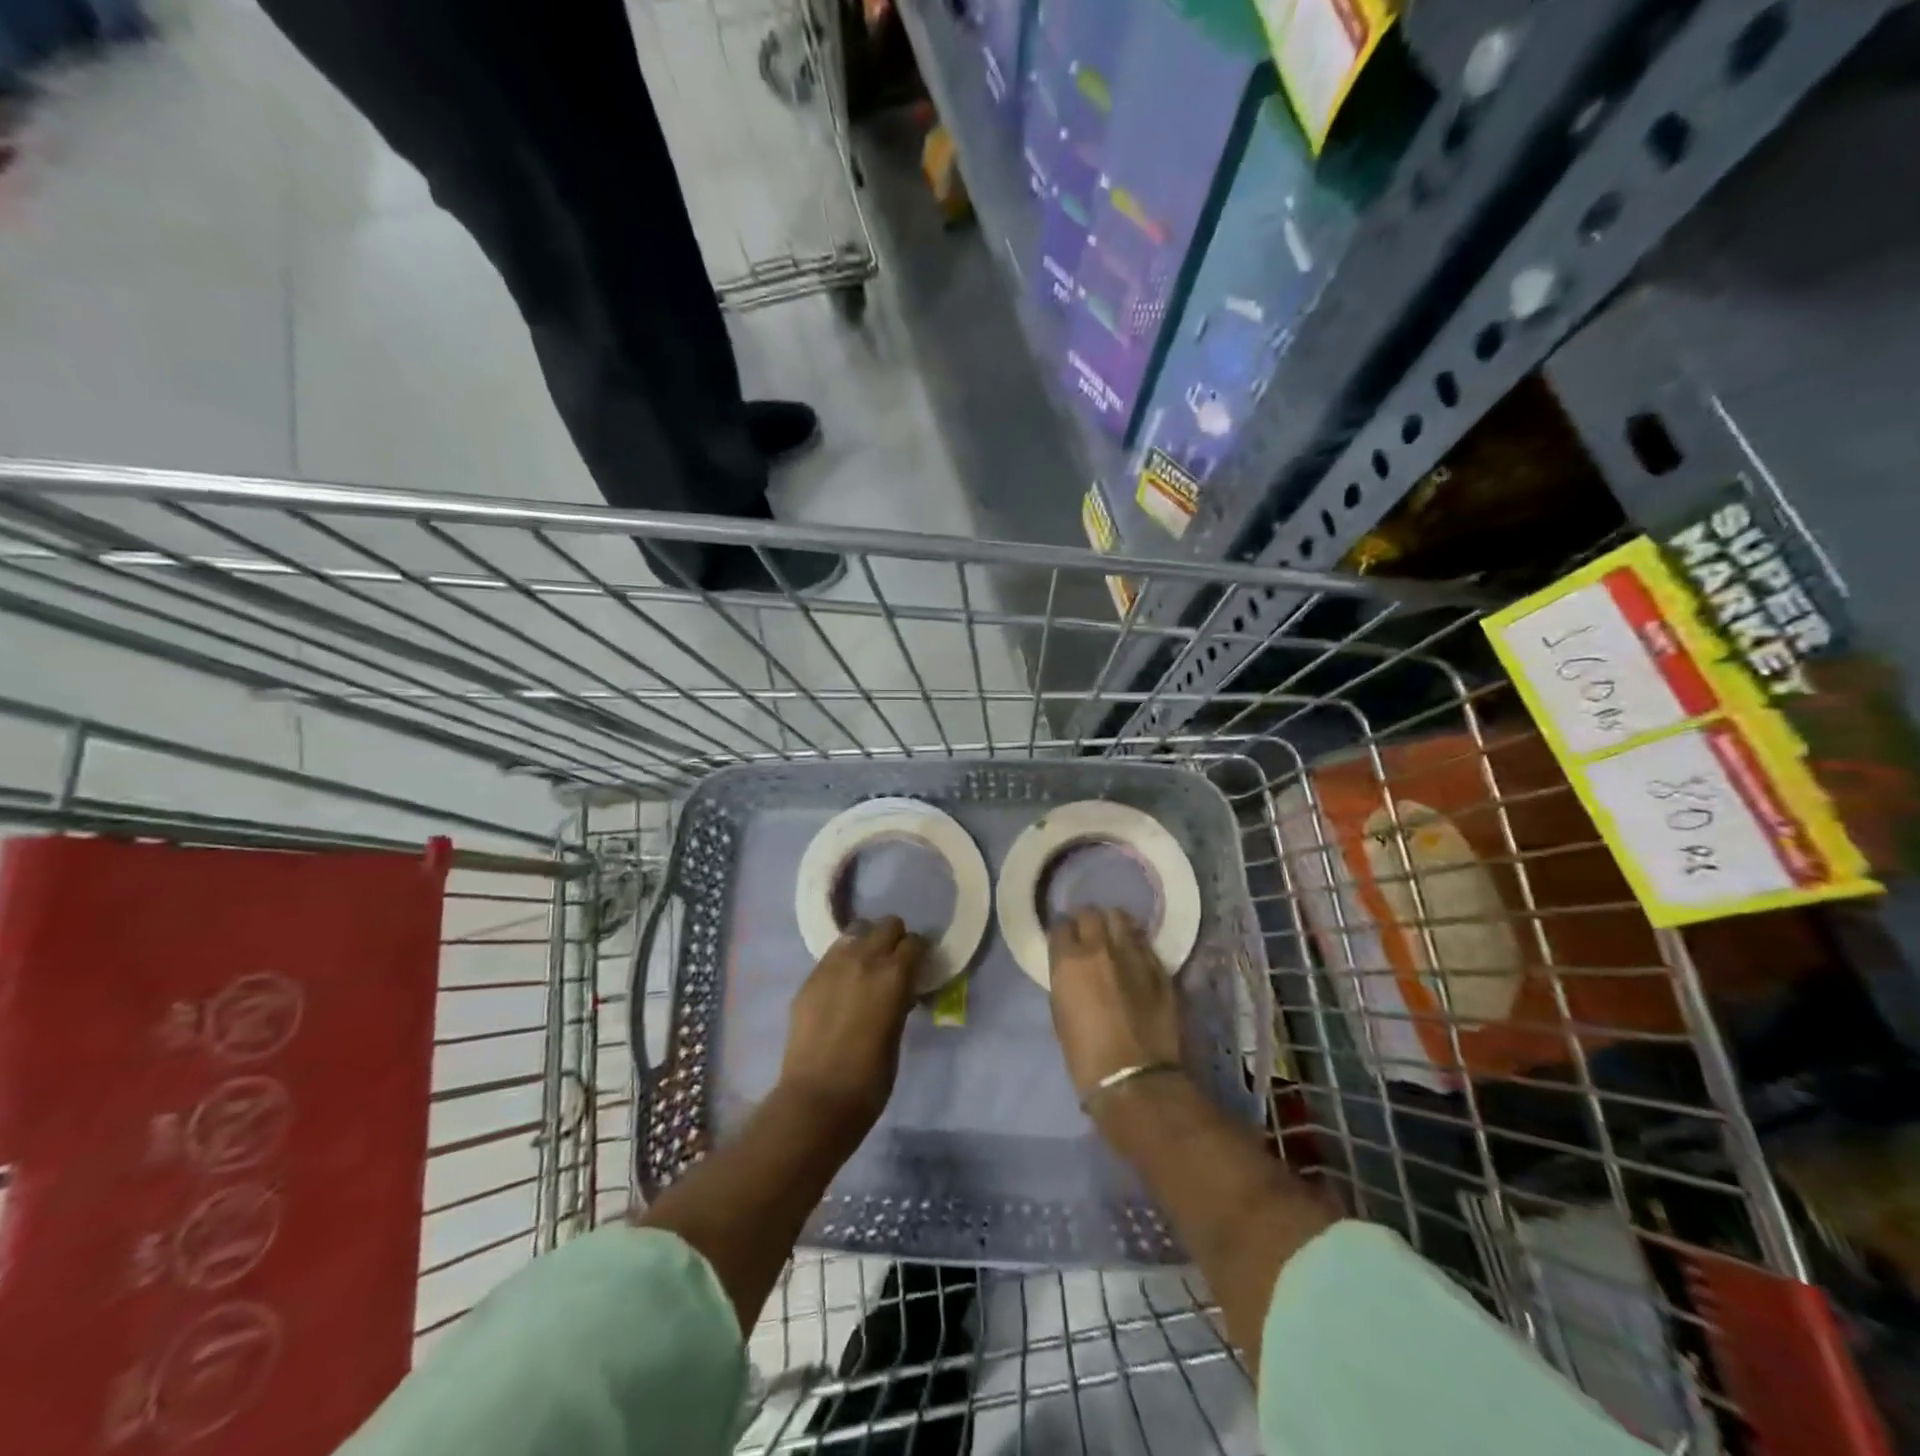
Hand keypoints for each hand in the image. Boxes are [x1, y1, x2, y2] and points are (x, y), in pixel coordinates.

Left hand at [779, 916, 925, 1131]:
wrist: (817, 1098)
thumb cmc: (870, 1079)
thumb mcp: (897, 1033)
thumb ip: (899, 1000)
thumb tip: (902, 989)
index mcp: (894, 975)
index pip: (915, 942)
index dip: (919, 953)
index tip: (919, 966)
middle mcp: (864, 959)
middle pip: (887, 925)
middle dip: (895, 939)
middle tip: (894, 962)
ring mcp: (832, 965)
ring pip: (856, 931)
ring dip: (866, 942)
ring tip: (866, 967)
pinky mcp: (810, 978)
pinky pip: (832, 954)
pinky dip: (843, 961)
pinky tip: (841, 985)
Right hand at [1048, 908, 1182, 1104]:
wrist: (1134, 1080)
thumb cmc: (1085, 1056)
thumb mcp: (1060, 1013)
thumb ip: (1066, 981)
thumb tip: (1072, 970)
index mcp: (1069, 960)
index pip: (1060, 925)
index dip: (1062, 932)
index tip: (1064, 941)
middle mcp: (1100, 947)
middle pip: (1091, 913)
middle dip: (1087, 921)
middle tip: (1088, 934)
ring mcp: (1133, 954)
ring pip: (1121, 918)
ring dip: (1113, 924)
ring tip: (1113, 938)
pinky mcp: (1159, 968)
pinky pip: (1144, 943)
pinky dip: (1136, 944)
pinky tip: (1135, 957)